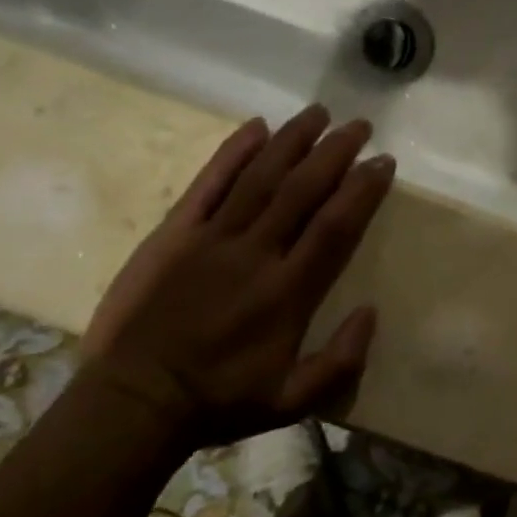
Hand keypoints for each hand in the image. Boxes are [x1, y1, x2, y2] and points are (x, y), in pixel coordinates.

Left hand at [78, 106, 396, 451]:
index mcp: (289, 292)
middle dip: (335, 152)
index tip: (383, 162)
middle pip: (303, 190)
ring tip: (319, 113)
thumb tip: (372, 311)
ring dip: (292, 141)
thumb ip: (341, 360)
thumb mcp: (293, 401)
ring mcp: (211, 239)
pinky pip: (207, 185)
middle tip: (359, 125)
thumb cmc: (220, 402)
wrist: (133, 403)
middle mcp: (256, 254)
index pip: (336, 225)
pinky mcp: (173, 234)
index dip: (363, 189)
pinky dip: (233, 153)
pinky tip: (256, 127)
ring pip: (260, 177)